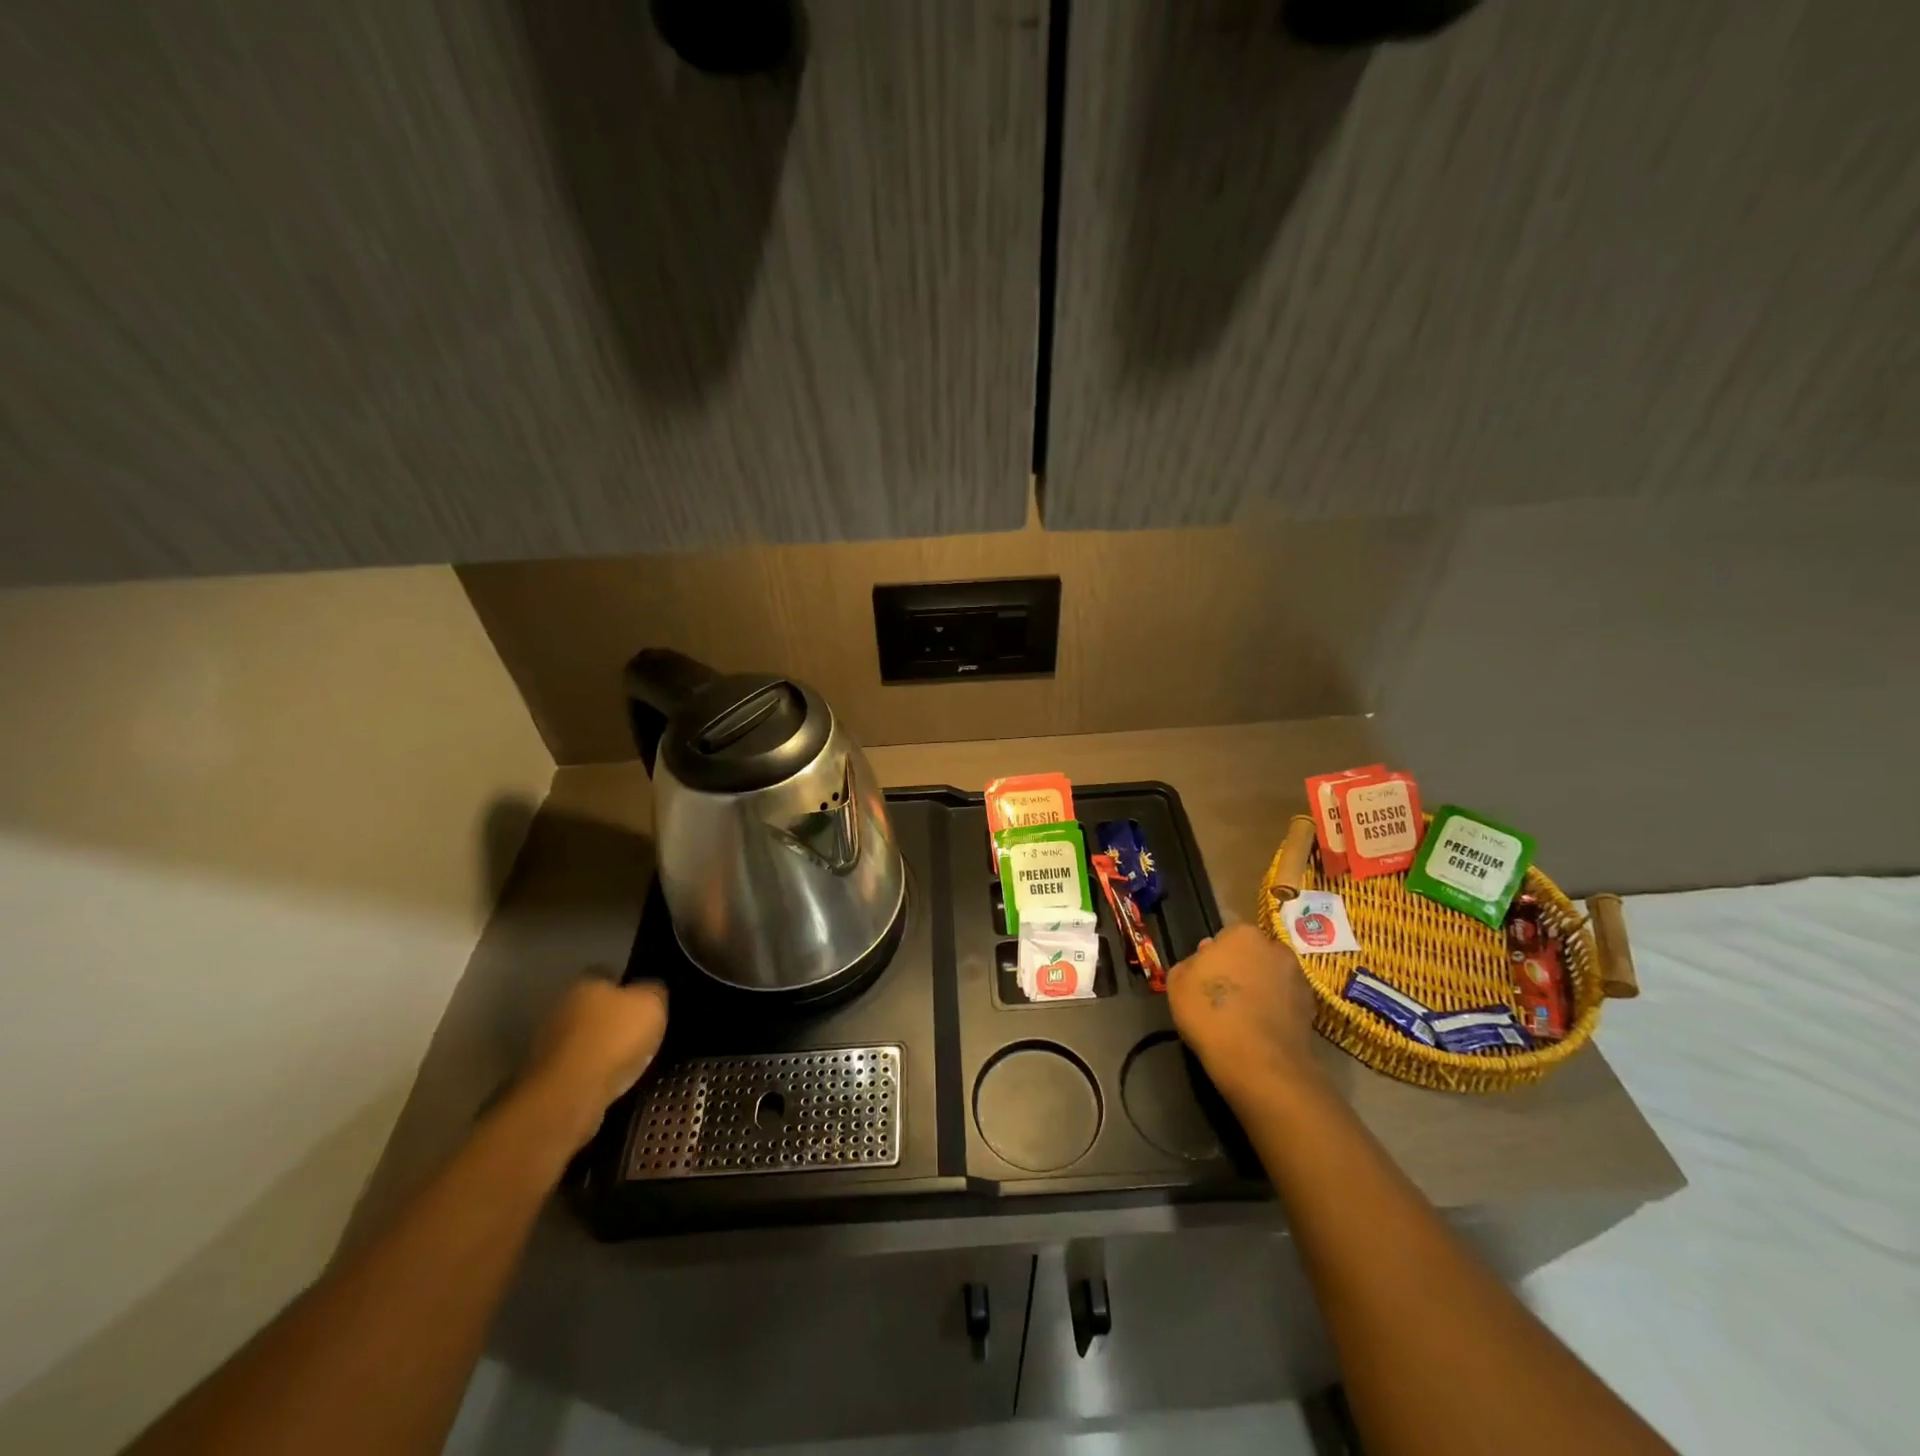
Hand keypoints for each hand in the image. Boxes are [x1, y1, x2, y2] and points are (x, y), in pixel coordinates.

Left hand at [518, 977, 668, 1149]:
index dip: (630, 986)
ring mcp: (547, 1042)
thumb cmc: (614, 1039)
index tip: (647, 1002)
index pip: (609, 973)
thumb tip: (650, 990)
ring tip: (628, 1061)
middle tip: (640, 1032)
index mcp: (586, 981)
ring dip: (600, 1046)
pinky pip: (576, 1066)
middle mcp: (561, 1005)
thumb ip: (654, 991)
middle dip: (613, 1017)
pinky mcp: (544, 1076)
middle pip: (594, 1006)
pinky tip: (609, 1081)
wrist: (569, 1095)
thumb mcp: (652, 1004)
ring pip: (584, 1037)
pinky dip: (591, 1071)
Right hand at [1166, 924, 1322, 1111]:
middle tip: (1222, 997)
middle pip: (1252, 955)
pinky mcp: (1312, 1008)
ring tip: (1242, 1018)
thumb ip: (1189, 964)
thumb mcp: (1177, 983)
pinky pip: (1285, 1002)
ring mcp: (1298, 978)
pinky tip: (1259, 1031)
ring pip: (1271, 978)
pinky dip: (1275, 1011)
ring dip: (1260, 989)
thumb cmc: (1210, 1013)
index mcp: (1242, 934)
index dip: (1213, 959)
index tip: (1205, 980)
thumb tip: (1205, 960)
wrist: (1260, 1063)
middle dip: (1240, 969)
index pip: (1224, 938)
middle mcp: (1275, 948)